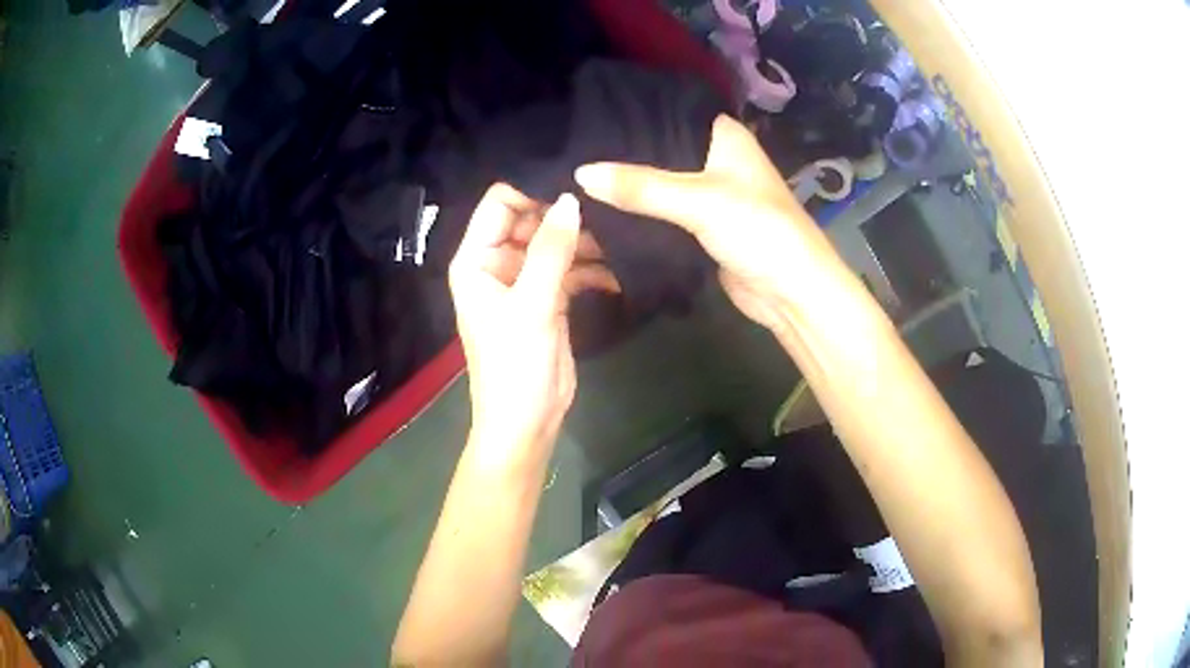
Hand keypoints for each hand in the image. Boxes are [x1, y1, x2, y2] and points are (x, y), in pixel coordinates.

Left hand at [449, 185, 614, 455]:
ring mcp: (524, 281)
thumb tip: (571, 199)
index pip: (499, 204)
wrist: (527, 421)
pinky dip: (591, 269)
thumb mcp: (532, 304)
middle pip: (531, 219)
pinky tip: (617, 272)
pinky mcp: (548, 298)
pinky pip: (569, 269)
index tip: (574, 189)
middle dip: (565, 216)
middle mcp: (496, 263)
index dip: (532, 192)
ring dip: (584, 243)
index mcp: (476, 260)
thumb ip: (551, 250)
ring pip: (554, 244)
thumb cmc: (515, 365)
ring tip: (619, 242)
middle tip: (607, 213)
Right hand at [575, 115, 841, 331]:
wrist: (791, 292)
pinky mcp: (702, 225)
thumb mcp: (699, 201)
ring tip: (575, 179)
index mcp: (724, 136)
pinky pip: (662, 213)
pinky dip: (638, 213)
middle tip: (571, 148)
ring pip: (660, 182)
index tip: (586, 113)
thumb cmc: (759, 230)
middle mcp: (716, 157)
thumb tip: (580, 173)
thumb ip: (641, 187)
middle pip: (660, 148)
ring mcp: (709, 193)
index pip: (669, 111)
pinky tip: (601, 211)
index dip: (631, 113)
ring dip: (627, 186)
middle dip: (622, 153)